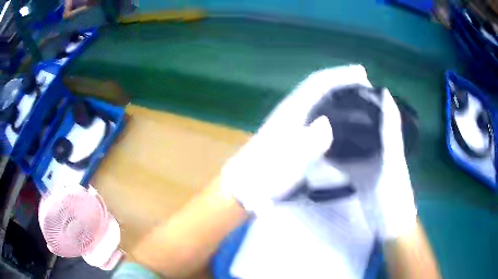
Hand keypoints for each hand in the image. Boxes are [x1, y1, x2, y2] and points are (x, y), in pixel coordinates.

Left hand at [220, 65, 372, 214]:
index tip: (361, 74)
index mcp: (293, 110)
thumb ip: (309, 143)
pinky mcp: (291, 134)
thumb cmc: (266, 174)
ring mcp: (290, 121)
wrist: (244, 185)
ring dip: (338, 95)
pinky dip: (331, 111)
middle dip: (342, 82)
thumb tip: (327, 123)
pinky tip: (341, 121)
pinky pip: (316, 114)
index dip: (340, 75)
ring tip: (359, 100)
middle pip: (319, 87)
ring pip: (318, 99)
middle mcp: (292, 110)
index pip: (319, 83)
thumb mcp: (289, 161)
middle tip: (365, 87)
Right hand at [303, 85, 416, 240]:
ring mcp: (364, 158)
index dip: (359, 94)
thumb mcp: (394, 159)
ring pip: (348, 138)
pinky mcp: (355, 172)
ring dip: (334, 130)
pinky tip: (316, 145)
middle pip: (357, 121)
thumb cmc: (395, 191)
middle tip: (318, 101)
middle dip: (342, 110)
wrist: (388, 222)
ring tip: (313, 119)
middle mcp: (375, 143)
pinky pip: (342, 157)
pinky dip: (331, 151)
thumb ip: (390, 129)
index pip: (372, 108)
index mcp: (386, 136)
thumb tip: (385, 91)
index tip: (338, 83)